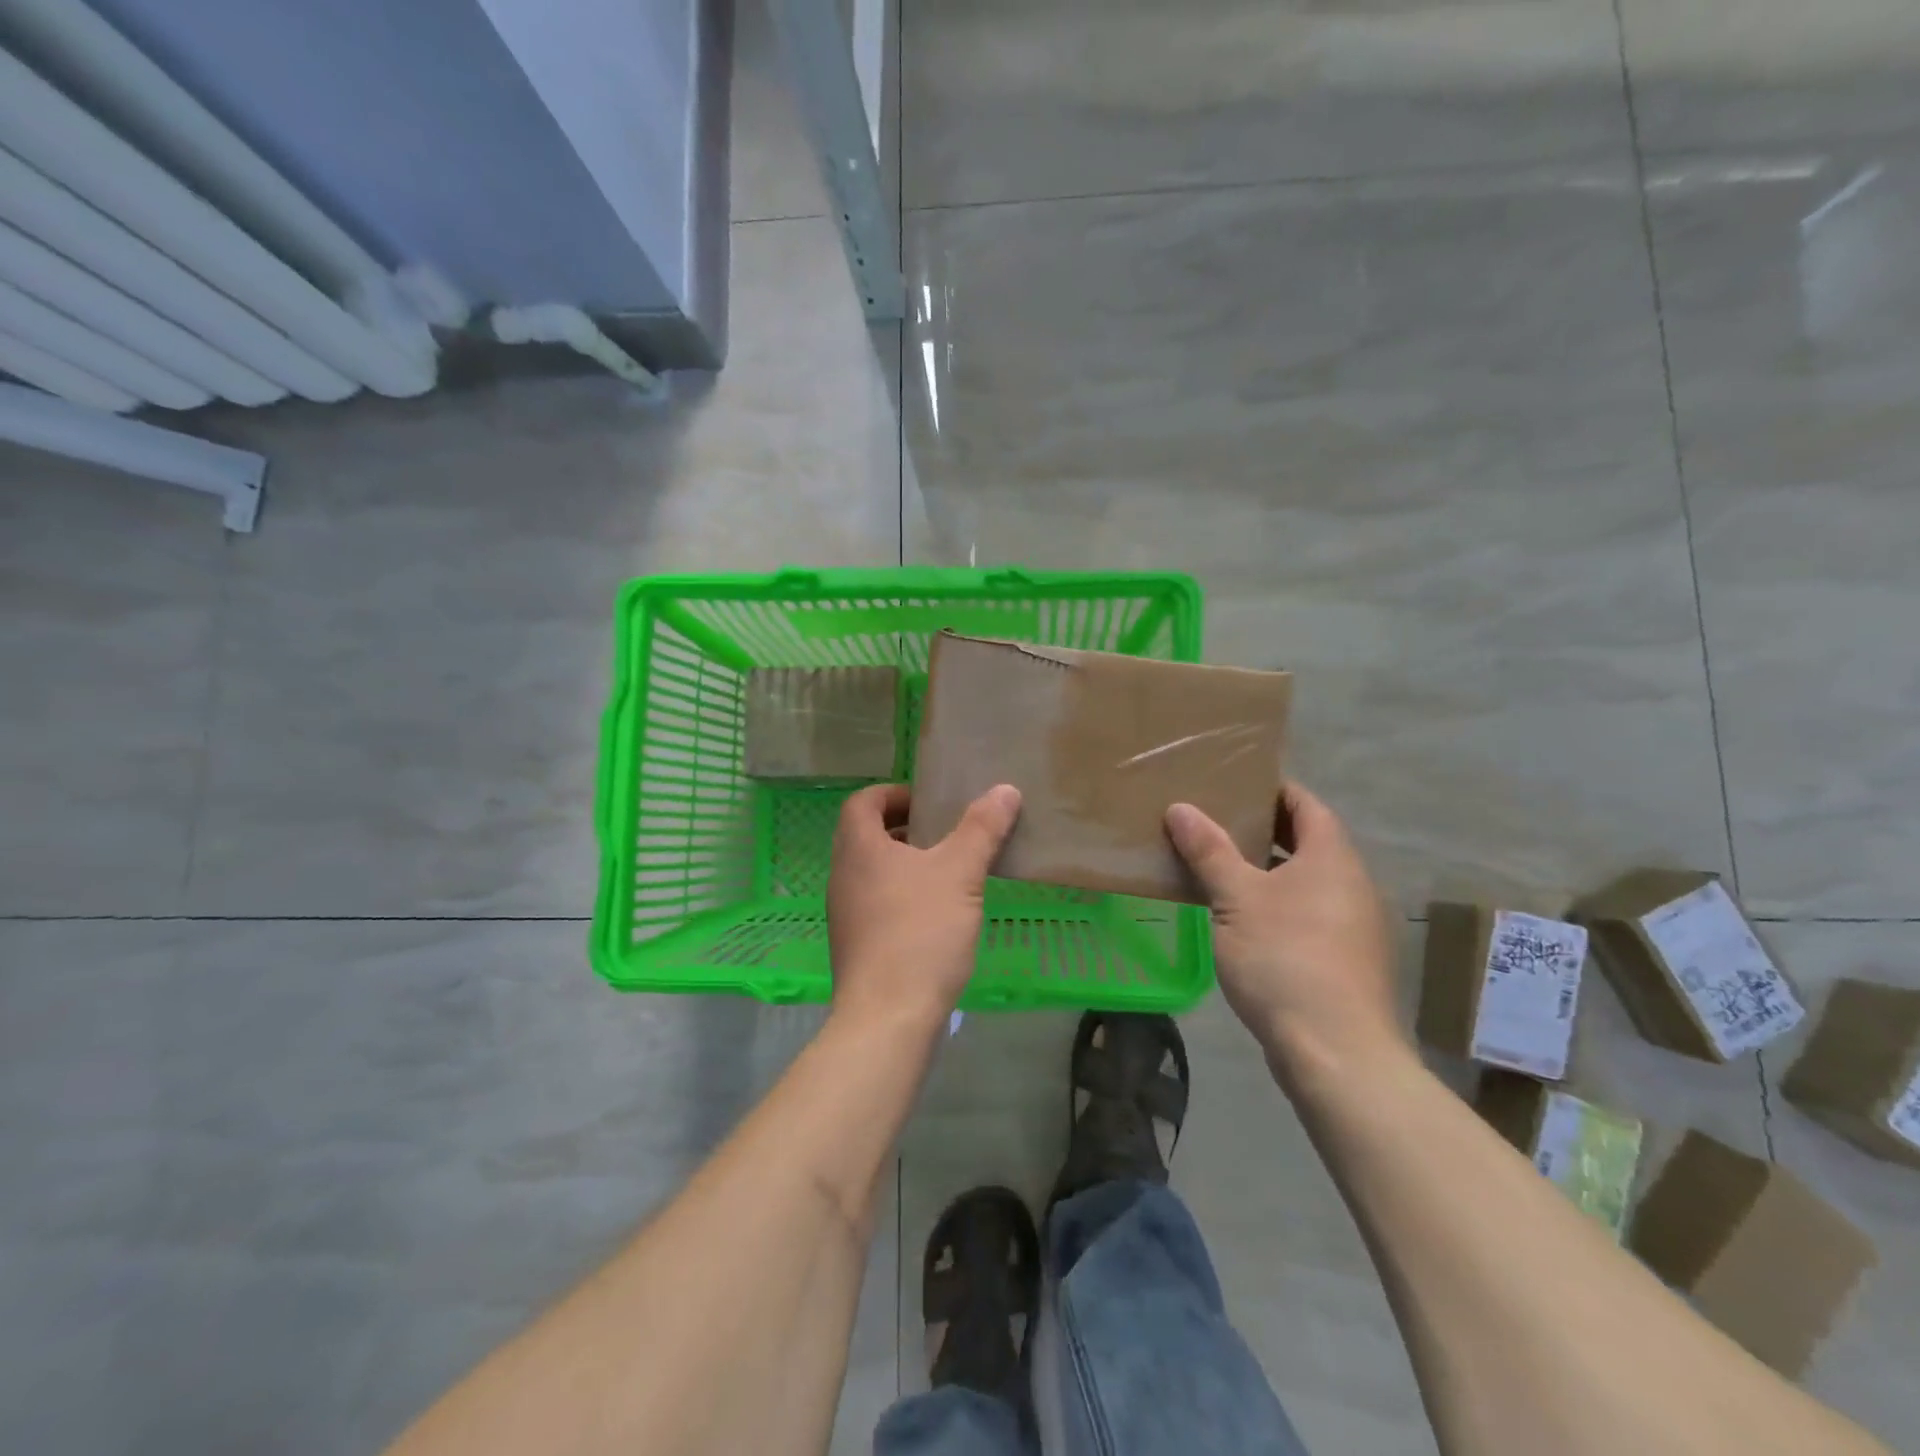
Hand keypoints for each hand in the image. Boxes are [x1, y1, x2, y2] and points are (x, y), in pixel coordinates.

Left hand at [826, 782, 1021, 1028]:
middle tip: (944, 832)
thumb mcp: (960, 873)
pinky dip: (901, 894)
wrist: (888, 1017)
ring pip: (871, 871)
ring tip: (947, 871)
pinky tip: (936, 915)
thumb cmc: (921, 932)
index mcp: (859, 848)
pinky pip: (875, 903)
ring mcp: (845, 914)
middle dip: (904, 827)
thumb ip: (982, 828)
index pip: (863, 801)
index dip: (894, 793)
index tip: (929, 802)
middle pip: (865, 835)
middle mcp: (843, 875)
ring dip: (904, 863)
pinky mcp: (855, 945)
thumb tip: (1005, 789)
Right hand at [1166, 782, 1401, 1082]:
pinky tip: (1240, 919)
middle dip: (1262, 830)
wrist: (1336, 1051)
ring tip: (1218, 867)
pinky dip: (1276, 904)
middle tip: (1213, 822)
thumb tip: (1180, 807)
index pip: (1305, 804)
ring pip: (1305, 881)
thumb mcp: (1236, 898)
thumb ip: (1210, 851)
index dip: (1271, 789)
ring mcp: (1353, 925)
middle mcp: (1351, 883)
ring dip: (1267, 870)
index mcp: (1331, 857)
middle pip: (1307, 841)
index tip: (1232, 784)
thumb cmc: (1285, 958)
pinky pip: (1307, 913)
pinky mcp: (1345, 960)